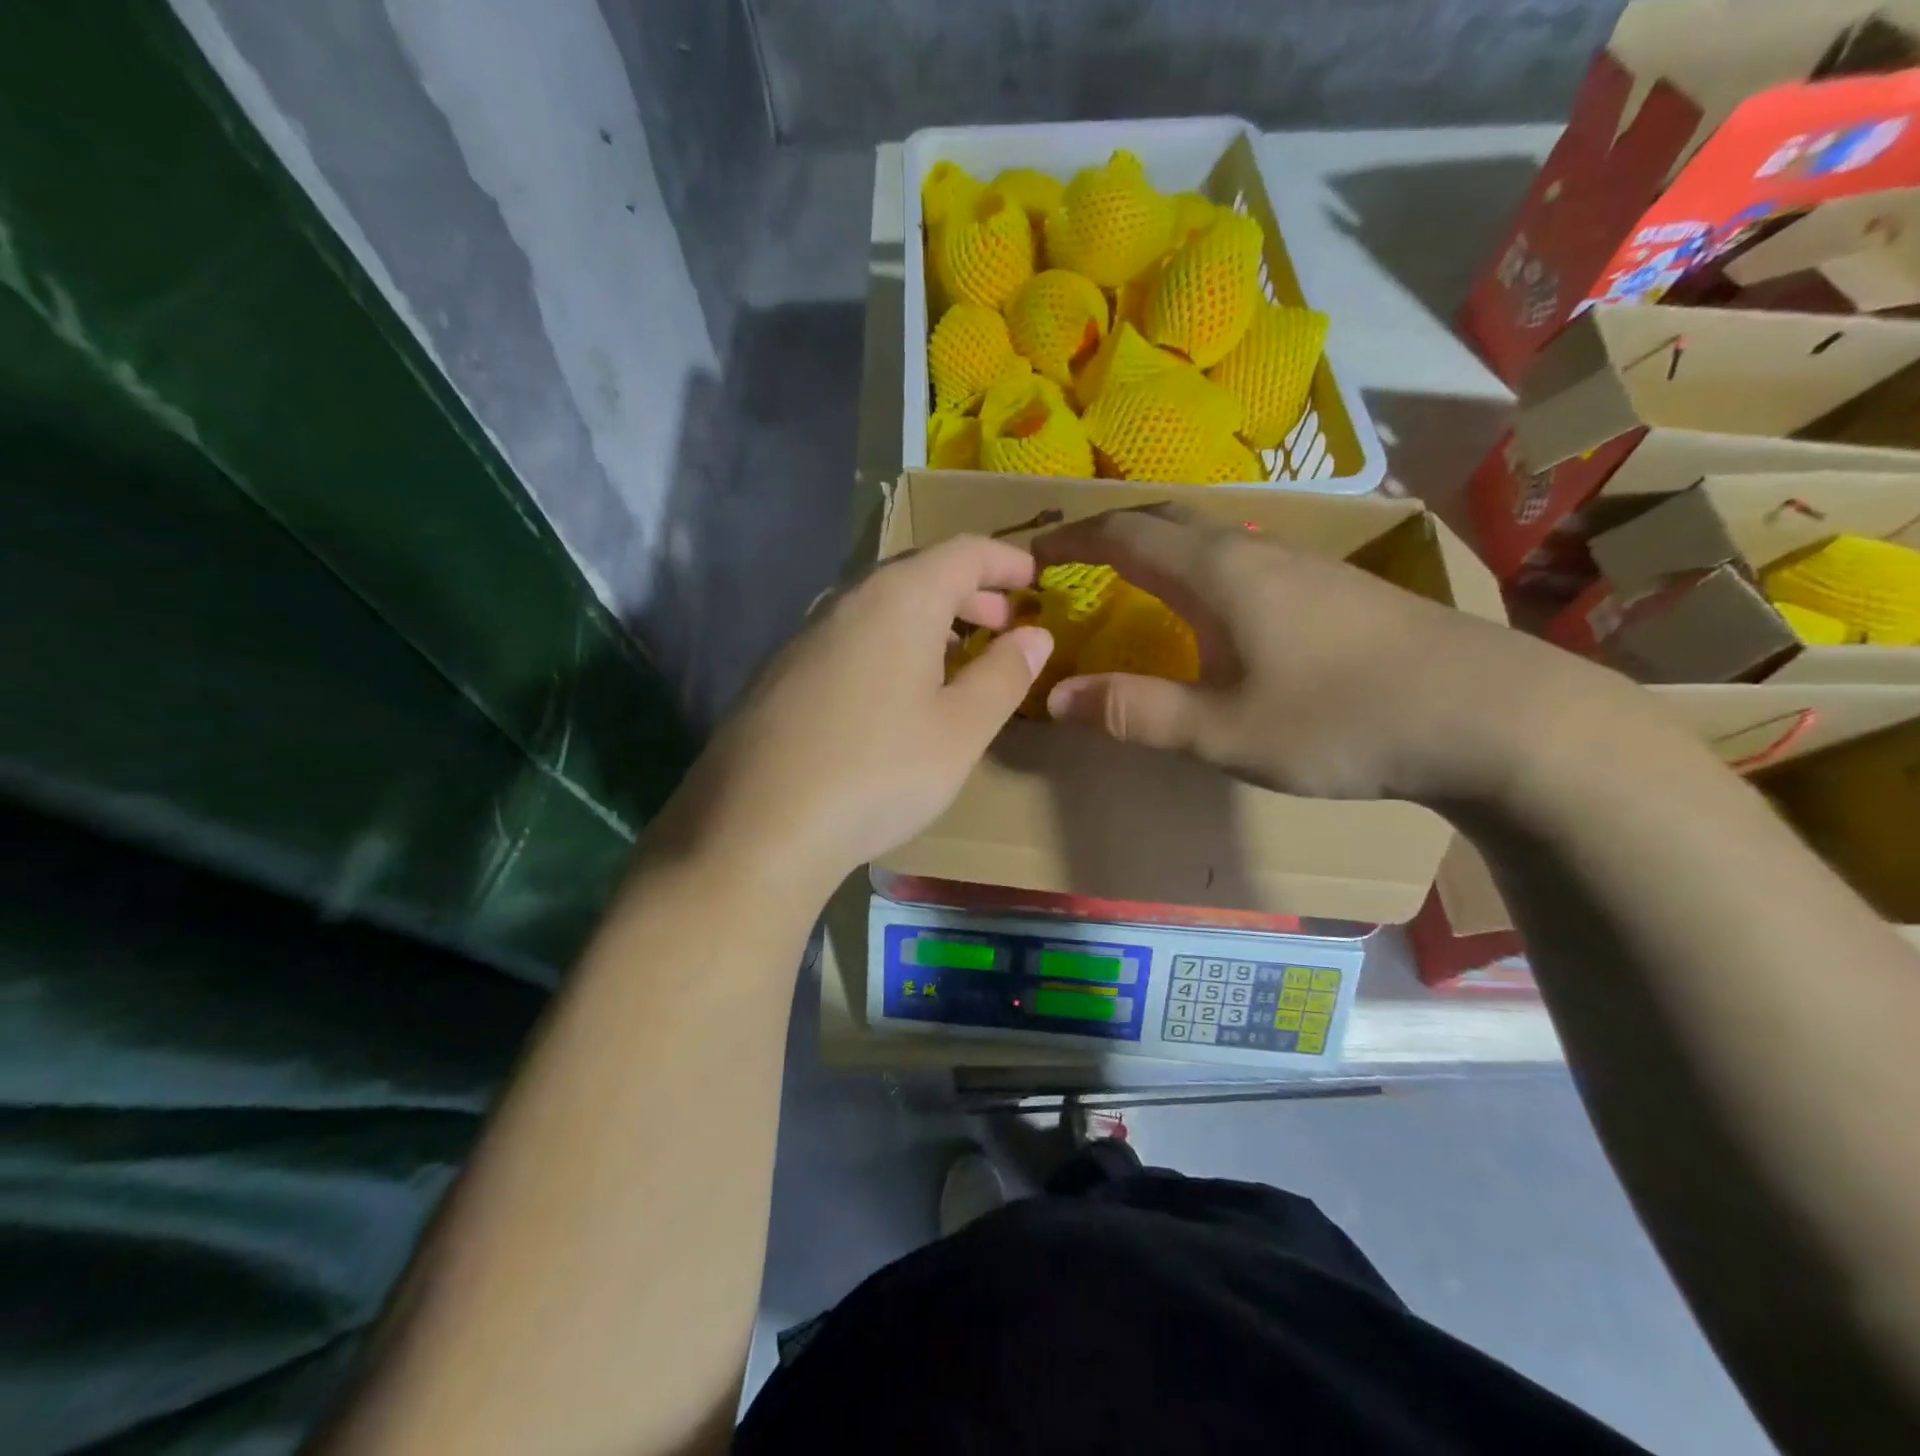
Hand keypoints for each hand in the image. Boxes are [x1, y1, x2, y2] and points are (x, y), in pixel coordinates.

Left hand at [652, 536, 1053, 893]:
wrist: (758, 827)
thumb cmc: (879, 772)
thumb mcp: (961, 729)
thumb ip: (1004, 674)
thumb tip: (1034, 635)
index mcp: (899, 599)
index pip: (963, 551)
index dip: (1005, 560)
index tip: (1035, 580)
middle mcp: (847, 600)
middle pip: (919, 572)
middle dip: (969, 591)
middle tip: (1003, 624)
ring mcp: (806, 634)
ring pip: (881, 606)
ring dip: (928, 619)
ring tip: (957, 658)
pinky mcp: (782, 671)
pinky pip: (851, 636)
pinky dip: (890, 643)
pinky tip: (898, 692)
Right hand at [1032, 505, 1616, 805]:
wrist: (1491, 715)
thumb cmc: (1341, 720)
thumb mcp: (1221, 730)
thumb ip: (1134, 711)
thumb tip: (1053, 694)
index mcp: (1215, 572)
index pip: (1121, 533)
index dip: (1068, 539)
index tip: (1029, 556)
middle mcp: (1254, 550)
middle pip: (1164, 522)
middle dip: (1108, 535)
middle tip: (1071, 565)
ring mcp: (1301, 564)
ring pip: (1208, 537)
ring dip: (1156, 550)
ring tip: (1128, 584)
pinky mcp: (1333, 588)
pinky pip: (1241, 560)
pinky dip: (1197, 571)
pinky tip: (1212, 613)